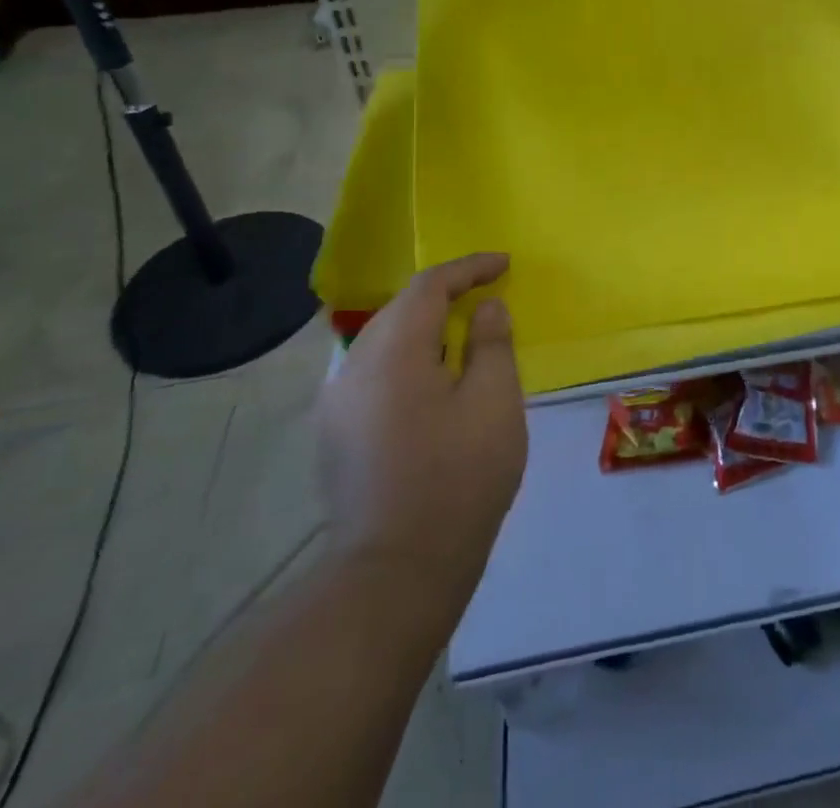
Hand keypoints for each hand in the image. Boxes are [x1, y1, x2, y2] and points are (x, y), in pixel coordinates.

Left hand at [318, 254, 525, 603]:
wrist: (396, 573)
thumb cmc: (458, 479)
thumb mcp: (494, 402)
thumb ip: (492, 343)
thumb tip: (486, 308)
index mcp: (392, 352)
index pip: (429, 286)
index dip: (469, 268)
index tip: (504, 265)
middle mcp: (353, 367)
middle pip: (401, 309)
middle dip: (445, 296)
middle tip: (487, 296)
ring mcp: (337, 404)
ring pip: (385, 342)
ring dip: (426, 329)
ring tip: (465, 337)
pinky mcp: (335, 436)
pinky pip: (375, 374)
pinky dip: (409, 361)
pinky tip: (434, 384)